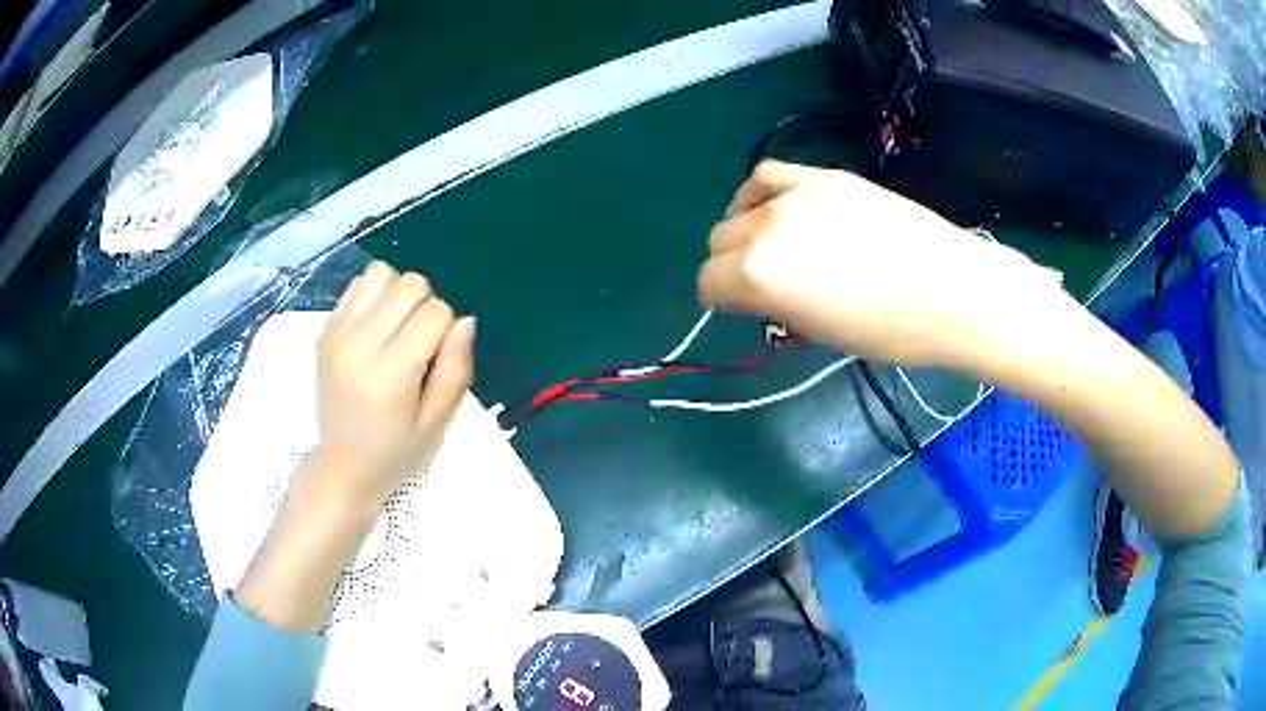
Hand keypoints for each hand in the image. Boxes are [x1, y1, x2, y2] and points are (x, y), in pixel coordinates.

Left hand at [314, 261, 475, 502]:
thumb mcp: (437, 424)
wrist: (341, 466)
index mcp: (388, 376)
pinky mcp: (325, 330)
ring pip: (382, 273)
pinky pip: (357, 284)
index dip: (448, 330)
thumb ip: (455, 371)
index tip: (438, 359)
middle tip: (420, 343)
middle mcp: (358, 347)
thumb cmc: (395, 453)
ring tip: (398, 327)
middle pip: (410, 285)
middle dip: (427, 306)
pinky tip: (377, 326)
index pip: (435, 314)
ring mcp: (336, 335)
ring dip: (399, 294)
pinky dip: (376, 295)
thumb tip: (466, 320)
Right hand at [698, 160, 1060, 366]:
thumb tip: (757, 291)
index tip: (738, 308)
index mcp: (759, 274)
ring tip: (765, 240)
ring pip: (739, 203)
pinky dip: (762, 192)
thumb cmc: (889, 331)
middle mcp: (766, 226)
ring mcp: (797, 194)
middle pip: (720, 240)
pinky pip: (772, 174)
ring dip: (742, 225)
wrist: (950, 291)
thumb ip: (774, 304)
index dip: (718, 300)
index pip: (709, 283)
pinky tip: (778, 206)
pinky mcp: (825, 177)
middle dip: (729, 265)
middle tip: (760, 282)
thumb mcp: (820, 332)